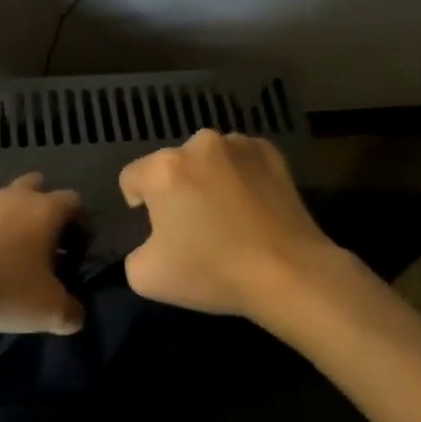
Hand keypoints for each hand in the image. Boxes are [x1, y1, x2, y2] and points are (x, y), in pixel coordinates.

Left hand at [0, 173, 85, 333]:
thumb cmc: (3, 289)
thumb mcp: (48, 311)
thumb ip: (71, 313)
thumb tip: (76, 315)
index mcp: (44, 211)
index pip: (73, 201)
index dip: (80, 221)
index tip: (78, 246)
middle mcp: (12, 197)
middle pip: (35, 185)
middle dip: (42, 205)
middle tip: (42, 240)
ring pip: (0, 202)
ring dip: (7, 221)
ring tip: (4, 258)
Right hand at [118, 129, 342, 321]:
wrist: (289, 273)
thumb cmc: (213, 272)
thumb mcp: (146, 277)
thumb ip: (134, 252)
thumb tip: (153, 241)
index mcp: (163, 168)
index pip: (131, 178)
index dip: (137, 204)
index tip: (158, 230)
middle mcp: (198, 144)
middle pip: (172, 166)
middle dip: (176, 190)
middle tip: (194, 227)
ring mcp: (238, 144)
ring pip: (208, 160)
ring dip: (208, 179)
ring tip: (227, 217)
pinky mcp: (271, 153)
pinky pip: (241, 161)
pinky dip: (240, 177)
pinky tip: (252, 208)